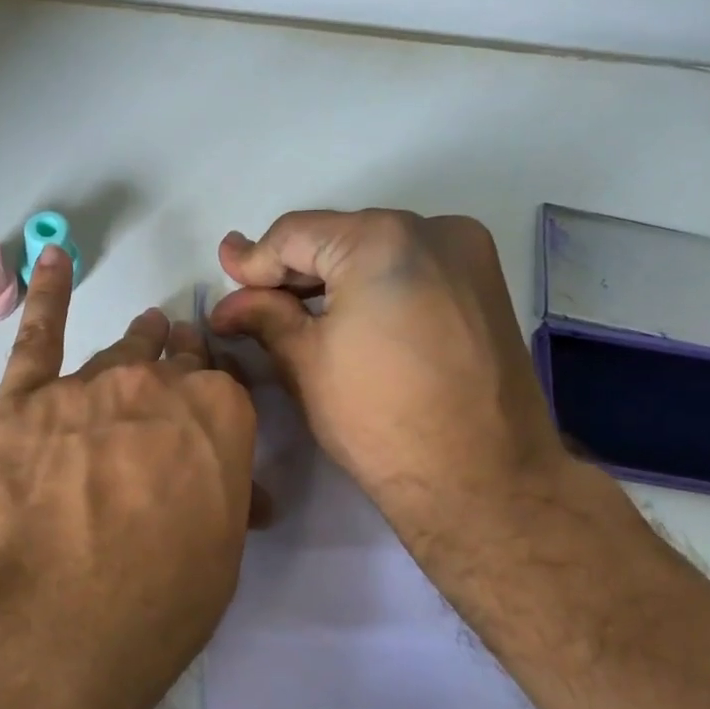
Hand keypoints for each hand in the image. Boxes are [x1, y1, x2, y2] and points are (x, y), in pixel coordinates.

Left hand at [0, 248, 258, 688]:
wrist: (60, 623)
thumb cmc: (159, 601)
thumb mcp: (221, 553)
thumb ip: (228, 496)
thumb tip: (242, 487)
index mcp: (220, 414)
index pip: (223, 383)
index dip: (215, 392)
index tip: (209, 399)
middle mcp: (157, 384)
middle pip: (173, 359)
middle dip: (179, 362)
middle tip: (175, 367)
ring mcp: (86, 386)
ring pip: (117, 352)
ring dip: (135, 345)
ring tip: (143, 332)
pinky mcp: (23, 401)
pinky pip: (39, 333)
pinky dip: (49, 293)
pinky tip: (53, 260)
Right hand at [208, 209, 575, 568]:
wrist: (483, 479)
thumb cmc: (379, 419)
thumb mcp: (305, 362)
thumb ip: (263, 316)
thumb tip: (227, 303)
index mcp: (381, 240)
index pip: (295, 234)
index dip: (253, 259)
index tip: (223, 274)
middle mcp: (433, 229)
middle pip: (338, 236)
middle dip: (292, 270)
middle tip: (251, 298)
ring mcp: (468, 255)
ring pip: (376, 250)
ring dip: (332, 277)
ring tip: (293, 311)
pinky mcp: (485, 285)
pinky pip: (411, 268)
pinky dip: (373, 285)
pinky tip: (348, 317)